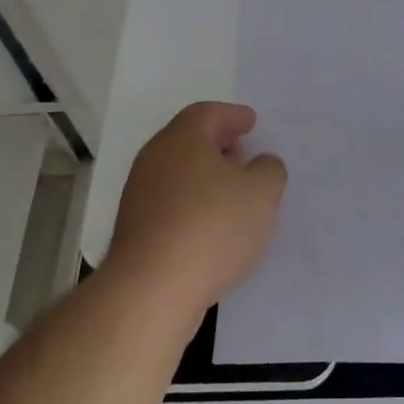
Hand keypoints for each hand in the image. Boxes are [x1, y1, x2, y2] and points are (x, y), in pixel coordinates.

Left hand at [104, 101, 287, 320]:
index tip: (251, 122)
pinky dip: (193, 203)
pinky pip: (171, 202)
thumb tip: (260, 163)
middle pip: (189, 141)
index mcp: (183, 138)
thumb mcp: (262, 193)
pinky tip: (212, 224)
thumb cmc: (212, 227)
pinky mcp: (135, 229)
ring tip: (233, 192)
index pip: (208, 113)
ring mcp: (139, 195)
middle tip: (243, 152)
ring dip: (205, 176)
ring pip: (178, 173)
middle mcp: (154, 158)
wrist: (151, 290)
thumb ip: (269, 169)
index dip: (233, 116)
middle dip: (218, 144)